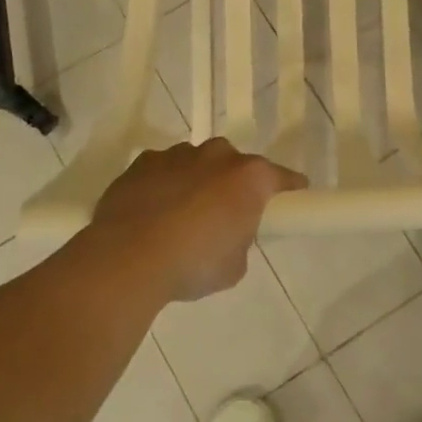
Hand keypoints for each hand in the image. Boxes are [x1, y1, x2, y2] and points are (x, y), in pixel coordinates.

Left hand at [87, 140, 306, 301]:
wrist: (127, 258)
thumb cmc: (193, 263)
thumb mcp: (234, 265)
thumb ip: (240, 240)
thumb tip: (228, 234)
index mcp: (249, 177)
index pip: (282, 178)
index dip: (289, 189)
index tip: (293, 198)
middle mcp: (217, 155)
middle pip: (236, 164)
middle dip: (234, 184)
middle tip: (226, 214)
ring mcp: (177, 155)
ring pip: (197, 163)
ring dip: (197, 182)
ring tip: (183, 215)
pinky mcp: (142, 162)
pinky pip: (163, 170)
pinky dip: (164, 185)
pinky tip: (153, 211)